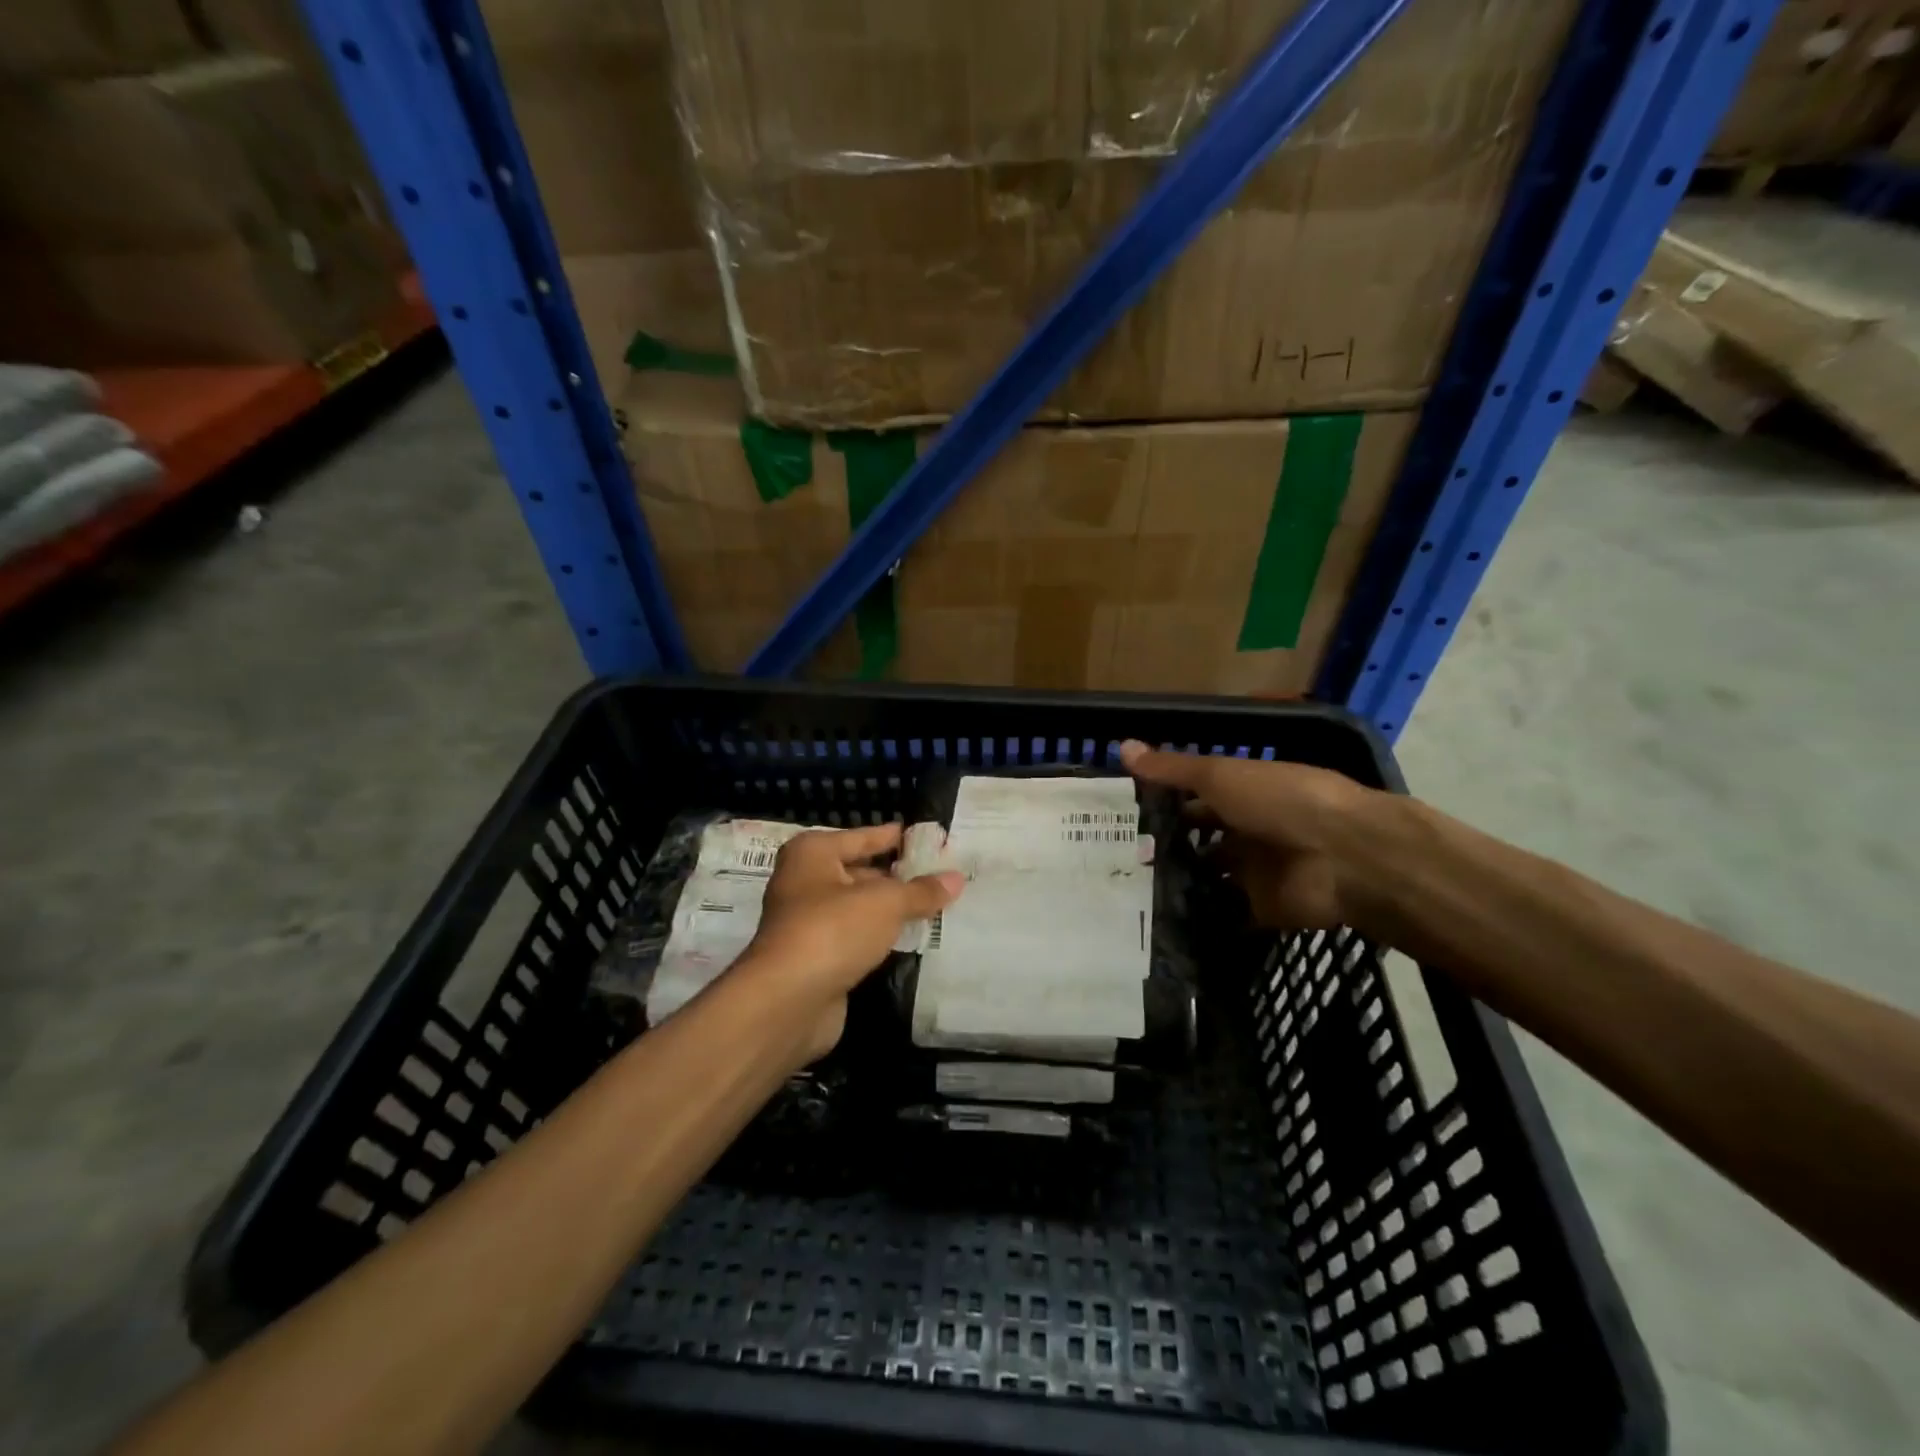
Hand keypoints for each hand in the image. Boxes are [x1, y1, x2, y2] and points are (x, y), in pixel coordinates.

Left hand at [734, 823, 963, 1061]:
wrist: (786, 1001)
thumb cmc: (832, 930)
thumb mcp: (885, 903)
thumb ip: (921, 891)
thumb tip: (956, 878)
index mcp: (813, 854)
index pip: (862, 836)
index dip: (894, 837)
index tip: (928, 836)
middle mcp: (805, 882)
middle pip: (860, 872)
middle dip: (897, 876)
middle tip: (941, 874)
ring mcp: (808, 922)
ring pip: (859, 908)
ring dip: (891, 909)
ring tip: (936, 904)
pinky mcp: (816, 958)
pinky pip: (856, 938)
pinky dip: (880, 937)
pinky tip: (912, 938)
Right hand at [1121, 739, 1372, 930]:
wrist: (1344, 856)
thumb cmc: (1280, 801)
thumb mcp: (1219, 776)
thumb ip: (1172, 769)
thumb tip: (1121, 746)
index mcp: (1243, 792)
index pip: (1195, 797)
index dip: (1162, 803)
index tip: (1119, 815)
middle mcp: (1248, 829)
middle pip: (1202, 838)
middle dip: (1166, 846)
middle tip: (1115, 858)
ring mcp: (1256, 871)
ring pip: (1211, 876)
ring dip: (1182, 882)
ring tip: (1127, 891)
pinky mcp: (1262, 908)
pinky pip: (1228, 914)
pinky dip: (1203, 918)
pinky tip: (1162, 924)